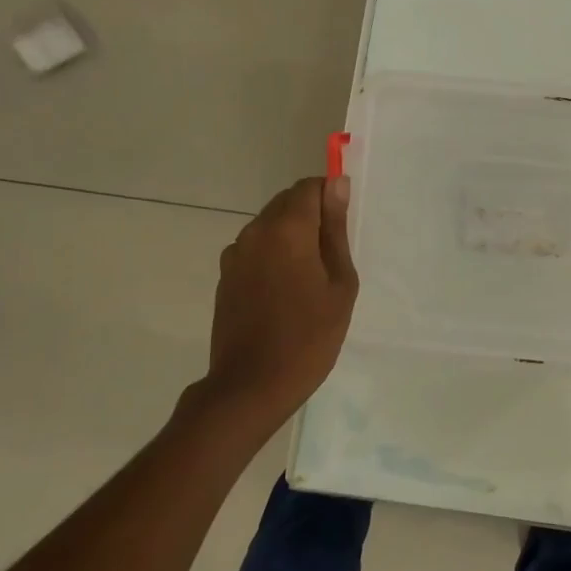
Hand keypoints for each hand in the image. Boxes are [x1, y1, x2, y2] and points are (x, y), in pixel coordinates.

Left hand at [194, 176, 357, 428]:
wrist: (252, 386)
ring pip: (270, 225)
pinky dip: (274, 255)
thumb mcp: (340, 284)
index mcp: (287, 229)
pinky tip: (286, 291)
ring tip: (311, 277)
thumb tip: (336, 185)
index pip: (309, 186)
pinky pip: (256, 249)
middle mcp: (255, 231)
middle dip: (312, 215)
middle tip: (333, 254)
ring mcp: (235, 254)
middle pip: (287, 202)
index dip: (330, 196)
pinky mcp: (226, 276)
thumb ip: (336, 230)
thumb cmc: (310, 336)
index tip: (345, 224)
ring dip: (292, 236)